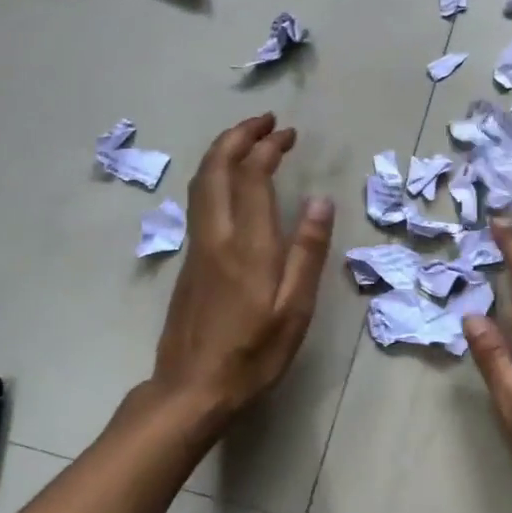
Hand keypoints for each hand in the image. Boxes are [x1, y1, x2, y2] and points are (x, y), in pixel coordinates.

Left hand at [126, 114, 333, 439]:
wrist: (190, 391)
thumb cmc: (252, 354)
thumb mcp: (294, 309)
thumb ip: (307, 252)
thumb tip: (321, 202)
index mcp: (246, 245)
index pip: (251, 178)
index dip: (267, 148)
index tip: (287, 134)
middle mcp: (216, 236)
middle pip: (216, 169)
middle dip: (238, 137)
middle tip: (265, 121)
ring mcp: (197, 247)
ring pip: (201, 183)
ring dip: (223, 152)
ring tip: (248, 139)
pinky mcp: (189, 262)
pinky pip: (198, 200)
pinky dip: (215, 175)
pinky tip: (230, 182)